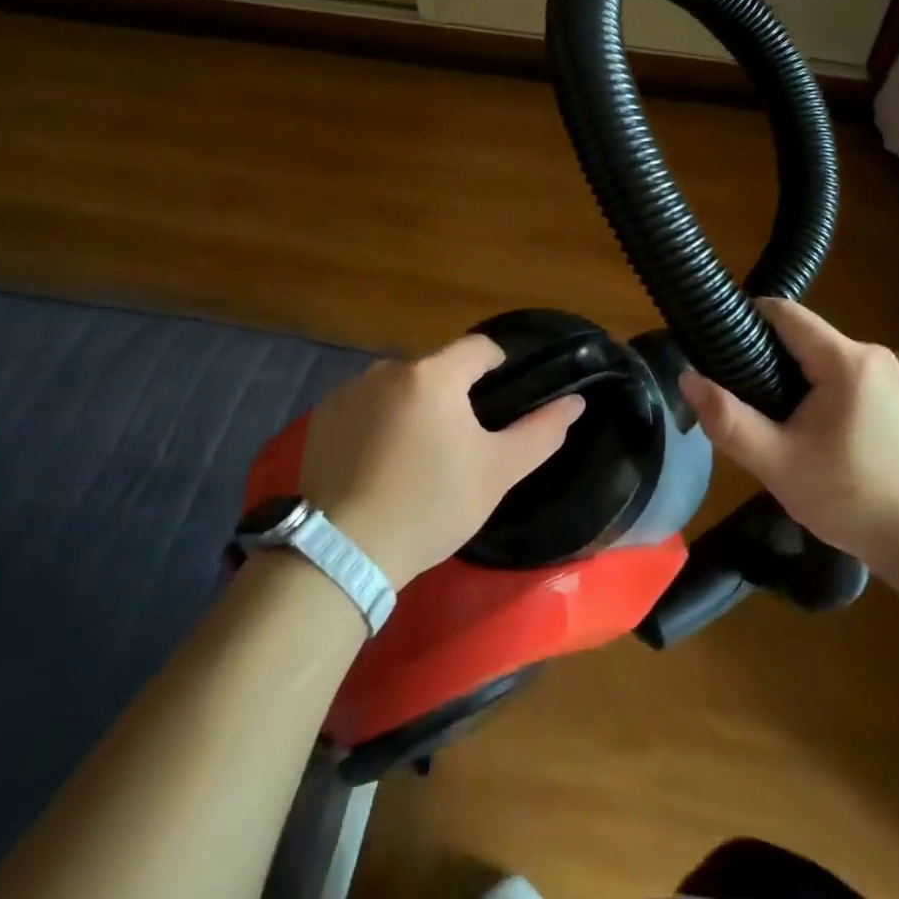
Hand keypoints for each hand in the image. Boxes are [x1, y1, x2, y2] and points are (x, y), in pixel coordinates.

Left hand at [298, 334, 585, 587]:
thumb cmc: (431, 506)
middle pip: (437, 369)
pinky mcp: (322, 416)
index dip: (498, 365)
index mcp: (434, 375)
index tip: (502, 398)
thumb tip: (575, 402)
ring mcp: (349, 391)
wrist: (344, 551)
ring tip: (417, 456)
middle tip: (460, 442)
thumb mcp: (497, 472)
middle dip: (453, 394)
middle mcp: (388, 369)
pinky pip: (365, 405)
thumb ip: (542, 432)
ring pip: (400, 387)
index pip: (478, 348)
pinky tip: (379, 462)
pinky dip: (378, 421)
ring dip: (414, 407)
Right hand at [678, 299, 898, 581]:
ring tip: (763, 418)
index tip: (712, 347)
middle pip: (798, 335)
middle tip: (733, 397)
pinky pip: (837, 376)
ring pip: (816, 357)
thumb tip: (686, 378)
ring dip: (785, 377)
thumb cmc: (854, 499)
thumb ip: (728, 420)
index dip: (742, 321)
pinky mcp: (892, 395)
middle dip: (761, 358)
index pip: (782, 312)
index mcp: (844, 360)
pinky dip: (811, 390)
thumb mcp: (779, 464)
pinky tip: (802, 429)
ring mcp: (885, 374)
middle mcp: (868, 353)